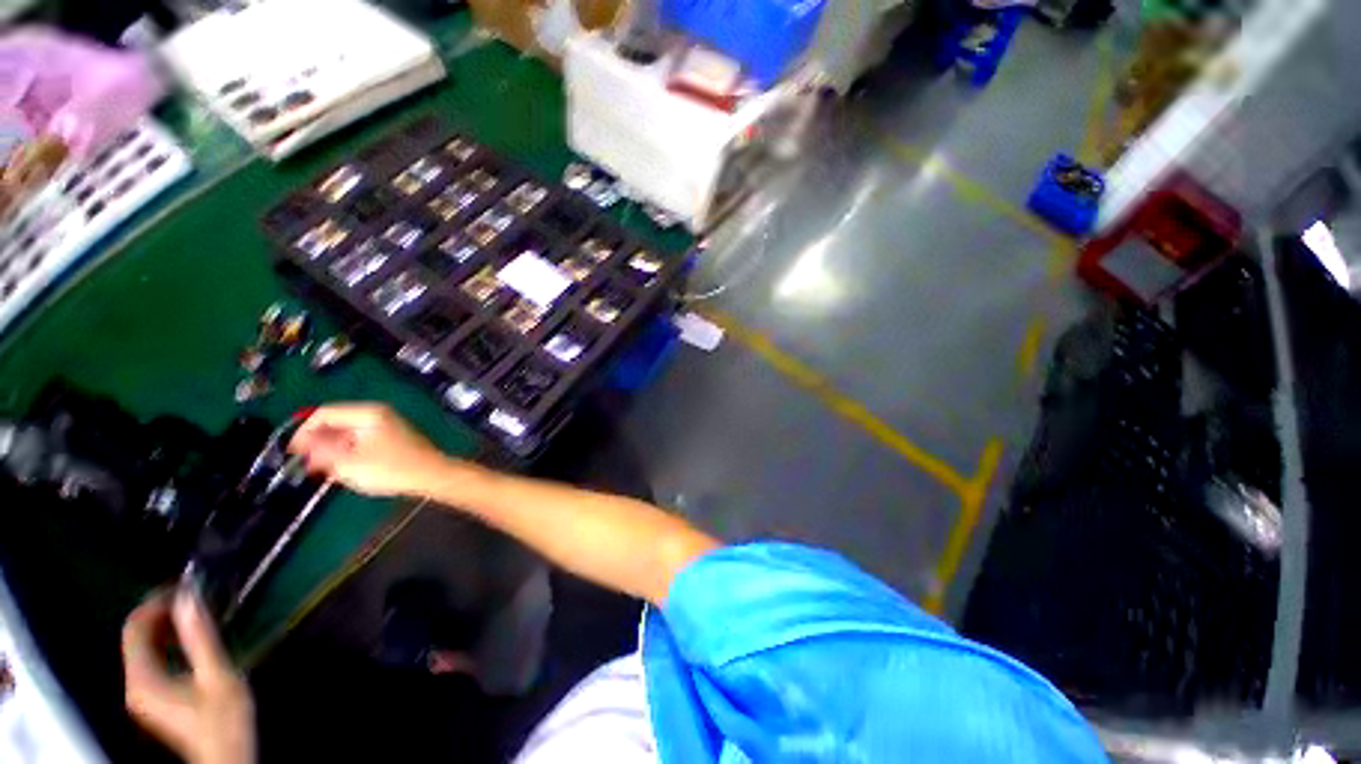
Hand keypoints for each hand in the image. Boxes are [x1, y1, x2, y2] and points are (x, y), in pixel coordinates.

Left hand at [122, 589, 254, 763]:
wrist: (225, 756)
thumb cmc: (222, 718)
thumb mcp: (217, 675)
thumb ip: (200, 637)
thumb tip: (188, 595)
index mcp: (143, 678)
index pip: (135, 628)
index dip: (154, 602)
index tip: (183, 586)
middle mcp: (134, 684)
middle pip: (136, 638)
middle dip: (160, 613)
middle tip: (191, 596)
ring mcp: (142, 694)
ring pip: (143, 649)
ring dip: (164, 628)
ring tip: (193, 613)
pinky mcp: (152, 699)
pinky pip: (151, 661)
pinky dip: (166, 644)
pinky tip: (188, 641)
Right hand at [289, 403, 452, 497]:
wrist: (432, 475)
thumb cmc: (391, 469)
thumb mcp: (349, 463)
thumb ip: (322, 451)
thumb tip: (303, 444)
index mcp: (367, 413)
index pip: (324, 413)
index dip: (304, 431)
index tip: (293, 452)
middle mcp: (377, 414)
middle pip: (337, 422)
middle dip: (319, 441)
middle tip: (308, 463)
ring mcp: (387, 425)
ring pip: (348, 432)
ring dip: (333, 448)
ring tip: (325, 468)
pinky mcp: (392, 437)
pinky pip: (361, 439)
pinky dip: (348, 451)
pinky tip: (344, 468)